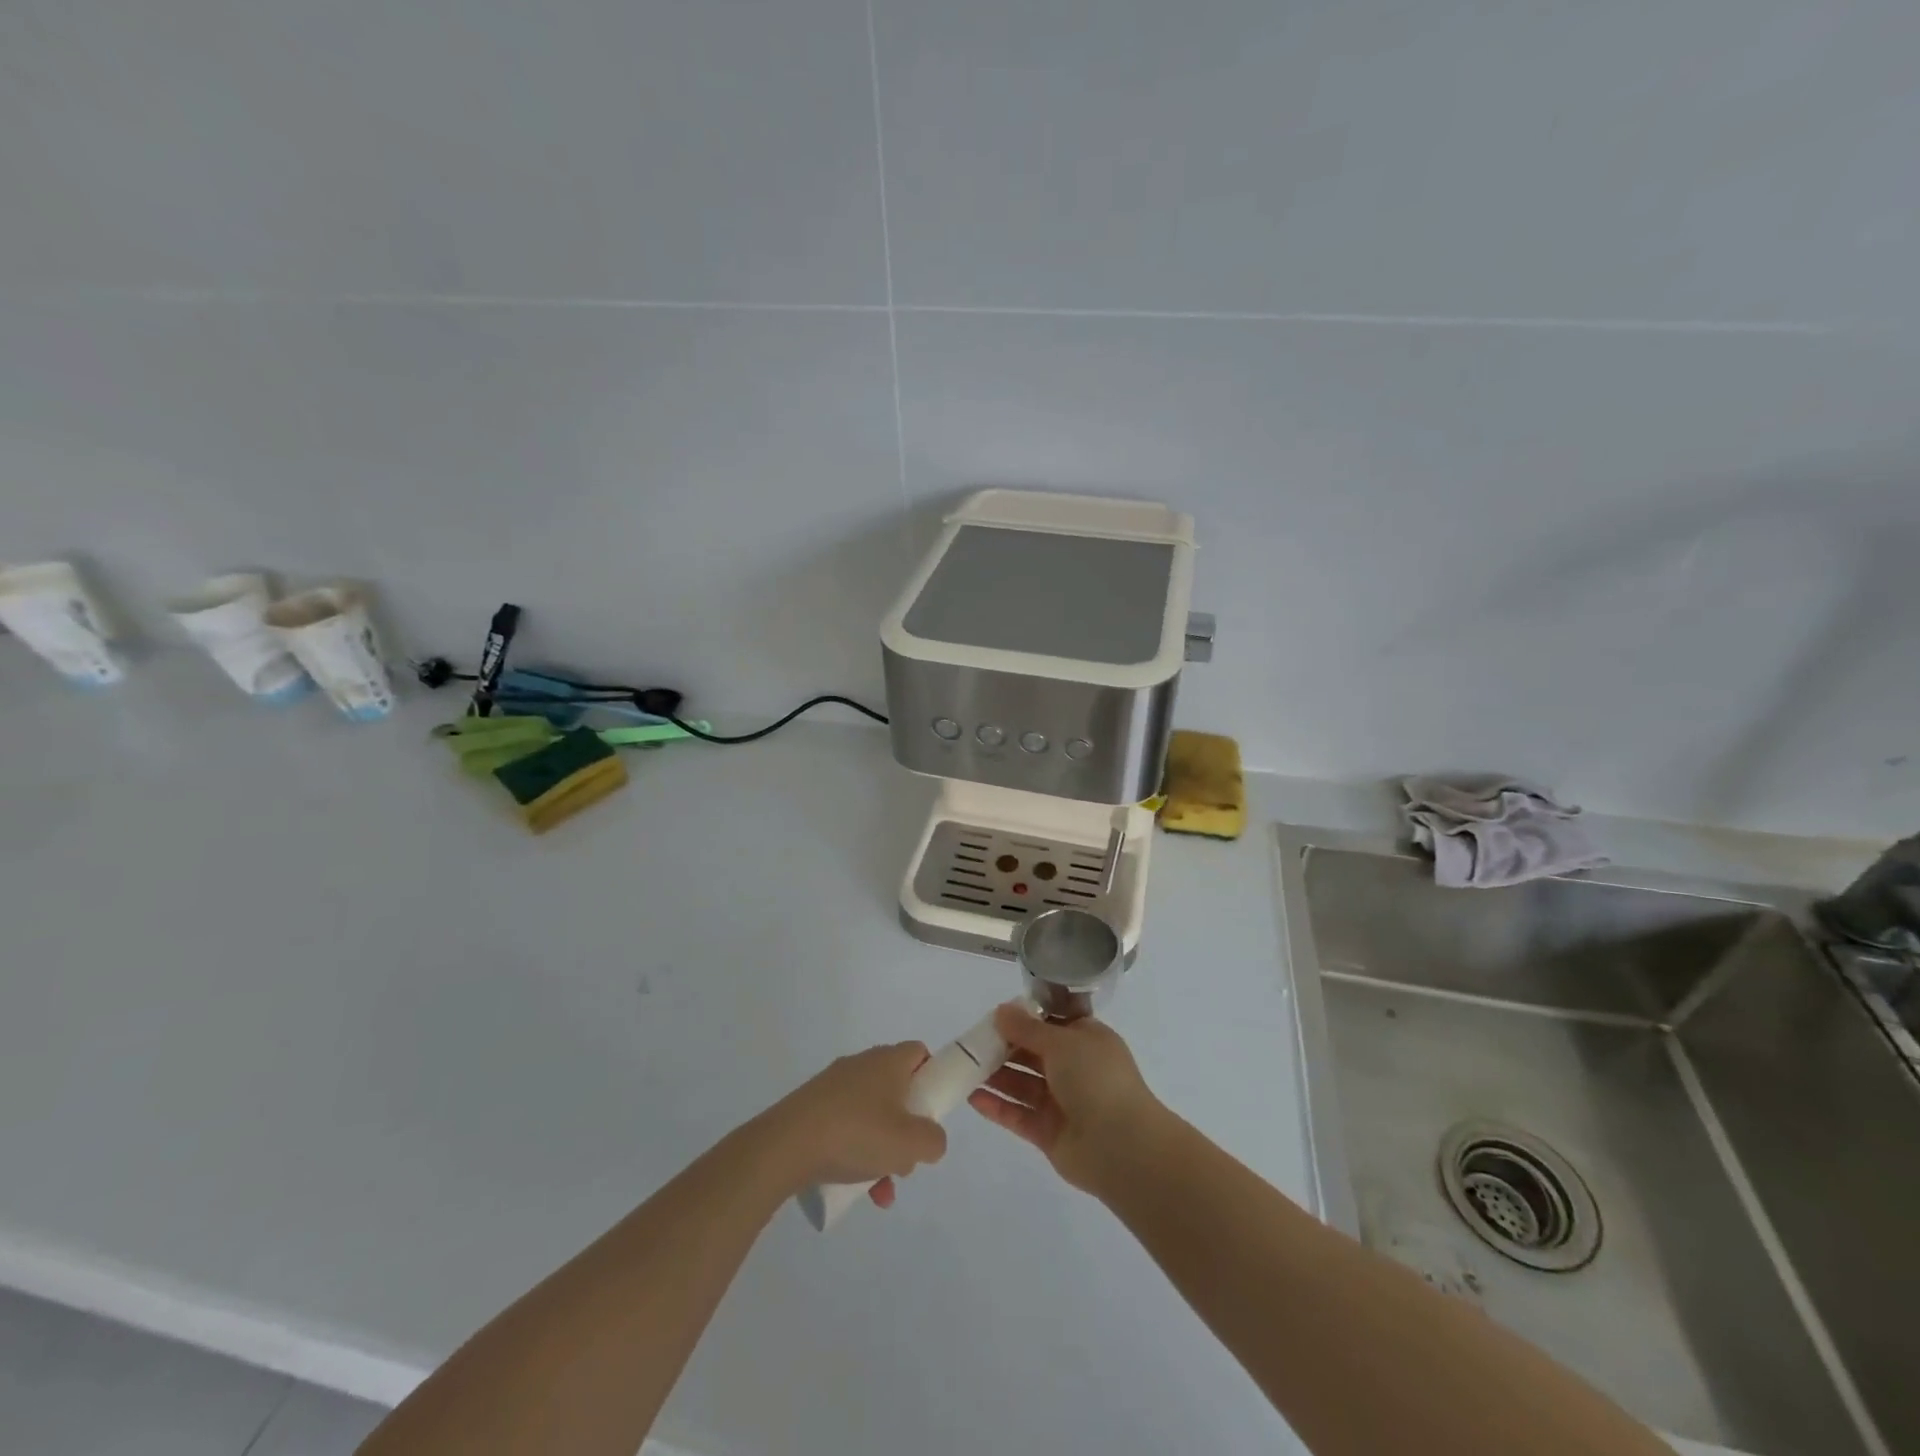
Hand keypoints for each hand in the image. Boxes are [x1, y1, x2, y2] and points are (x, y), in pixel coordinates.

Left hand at [766, 1042, 947, 1208]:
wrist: (785, 1146)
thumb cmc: (856, 1133)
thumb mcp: (909, 1143)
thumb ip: (933, 1140)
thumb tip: (931, 1139)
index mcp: (887, 1061)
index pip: (919, 1054)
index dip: (932, 1077)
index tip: (932, 1109)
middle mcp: (861, 1065)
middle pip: (896, 1090)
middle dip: (907, 1126)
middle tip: (907, 1156)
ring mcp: (833, 1087)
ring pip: (871, 1116)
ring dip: (882, 1150)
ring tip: (882, 1189)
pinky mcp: (812, 1109)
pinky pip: (845, 1129)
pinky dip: (856, 1155)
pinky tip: (856, 1192)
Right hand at [968, 1002, 1164, 1194]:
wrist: (1121, 1146)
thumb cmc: (1096, 1079)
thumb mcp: (1062, 1042)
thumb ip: (1027, 1028)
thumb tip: (1002, 1010)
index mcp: (1087, 1040)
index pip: (1053, 1023)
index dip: (1026, 1018)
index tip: (996, 1015)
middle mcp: (1075, 1068)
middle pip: (1033, 1053)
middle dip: (1004, 1047)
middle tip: (972, 1042)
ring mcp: (1062, 1102)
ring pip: (1023, 1084)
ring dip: (996, 1075)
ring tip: (964, 1066)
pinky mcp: (1048, 1133)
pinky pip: (1018, 1115)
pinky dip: (997, 1106)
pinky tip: (972, 1097)